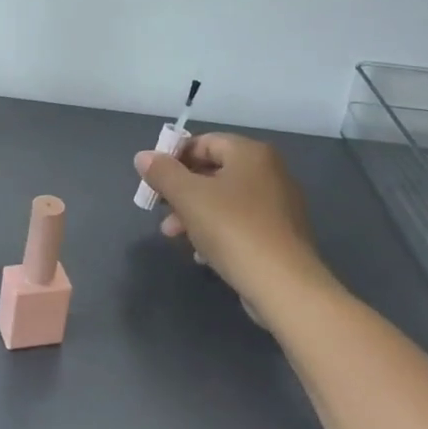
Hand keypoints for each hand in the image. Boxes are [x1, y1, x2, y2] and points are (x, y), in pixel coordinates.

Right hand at [134, 133, 325, 326]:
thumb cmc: (232, 229)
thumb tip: (143, 156)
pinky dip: (217, 231)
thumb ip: (162, 172)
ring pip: (224, 200)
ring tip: (174, 235)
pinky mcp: (280, 234)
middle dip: (181, 191)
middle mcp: (269, 171)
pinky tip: (202, 253)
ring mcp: (278, 204)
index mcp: (250, 154)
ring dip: (194, 214)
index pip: (203, 142)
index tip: (152, 181)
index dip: (173, 158)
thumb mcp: (188, 197)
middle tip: (159, 210)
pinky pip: (240, 222)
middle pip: (212, 171)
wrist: (284, 286)